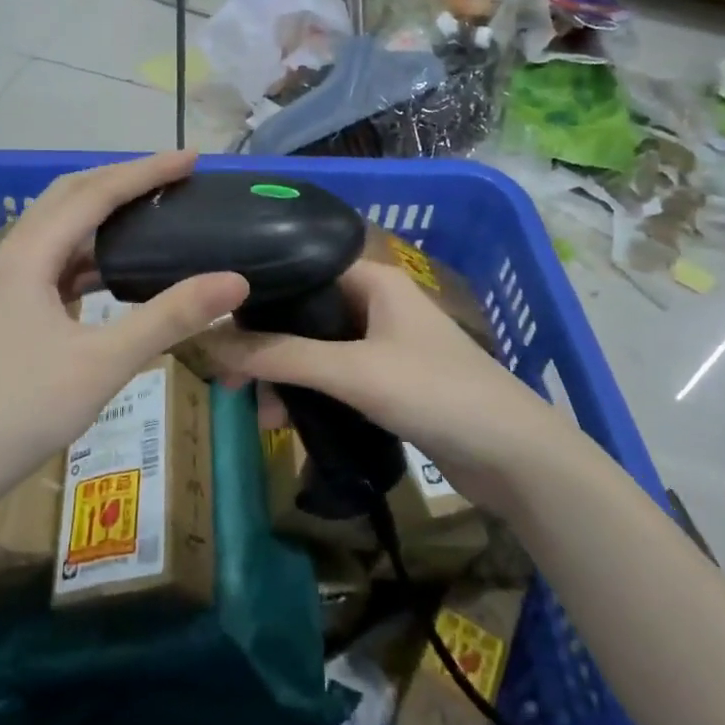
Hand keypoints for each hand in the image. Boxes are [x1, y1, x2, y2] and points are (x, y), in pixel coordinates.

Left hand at [0, 151, 248, 520]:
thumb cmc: (21, 411)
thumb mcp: (103, 363)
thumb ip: (170, 317)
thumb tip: (235, 280)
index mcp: (27, 255)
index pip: (94, 194)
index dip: (145, 171)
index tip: (191, 158)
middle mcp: (9, 256)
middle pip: (69, 197)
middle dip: (121, 180)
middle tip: (171, 177)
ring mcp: (1, 284)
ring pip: (57, 229)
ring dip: (101, 214)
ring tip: (150, 213)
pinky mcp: (3, 309)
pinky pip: (51, 262)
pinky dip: (87, 254)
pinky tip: (113, 272)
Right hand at [200, 260, 559, 514]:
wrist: (514, 457)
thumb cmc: (435, 392)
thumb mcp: (351, 371)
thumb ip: (281, 356)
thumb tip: (210, 343)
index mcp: (372, 280)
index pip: (300, 268)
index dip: (258, 292)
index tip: (218, 324)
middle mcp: (375, 302)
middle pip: (303, 313)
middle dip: (266, 346)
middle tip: (230, 382)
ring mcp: (383, 343)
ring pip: (316, 349)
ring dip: (286, 377)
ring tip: (262, 417)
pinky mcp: (389, 381)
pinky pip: (335, 377)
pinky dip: (310, 394)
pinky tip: (288, 423)